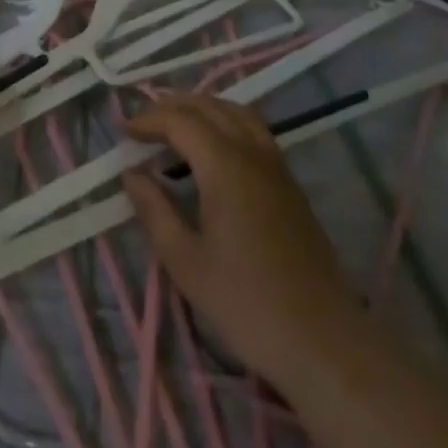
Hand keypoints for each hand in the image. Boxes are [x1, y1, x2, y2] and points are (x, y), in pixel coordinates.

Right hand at [123, 93, 368, 391]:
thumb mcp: (186, 263)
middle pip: (209, 106)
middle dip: (172, 106)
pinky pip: (254, 129)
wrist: (323, 341)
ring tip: (176, 126)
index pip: (180, 120)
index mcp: (225, 165)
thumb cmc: (247, 304)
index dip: (149, 119)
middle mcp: (252, 152)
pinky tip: (215, 147)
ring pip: (236, 111)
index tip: (124, 133)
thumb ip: (155, 211)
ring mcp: (276, 164)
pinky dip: (226, 121)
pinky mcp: (290, 182)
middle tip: (143, 124)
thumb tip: (131, 174)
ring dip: (202, 108)